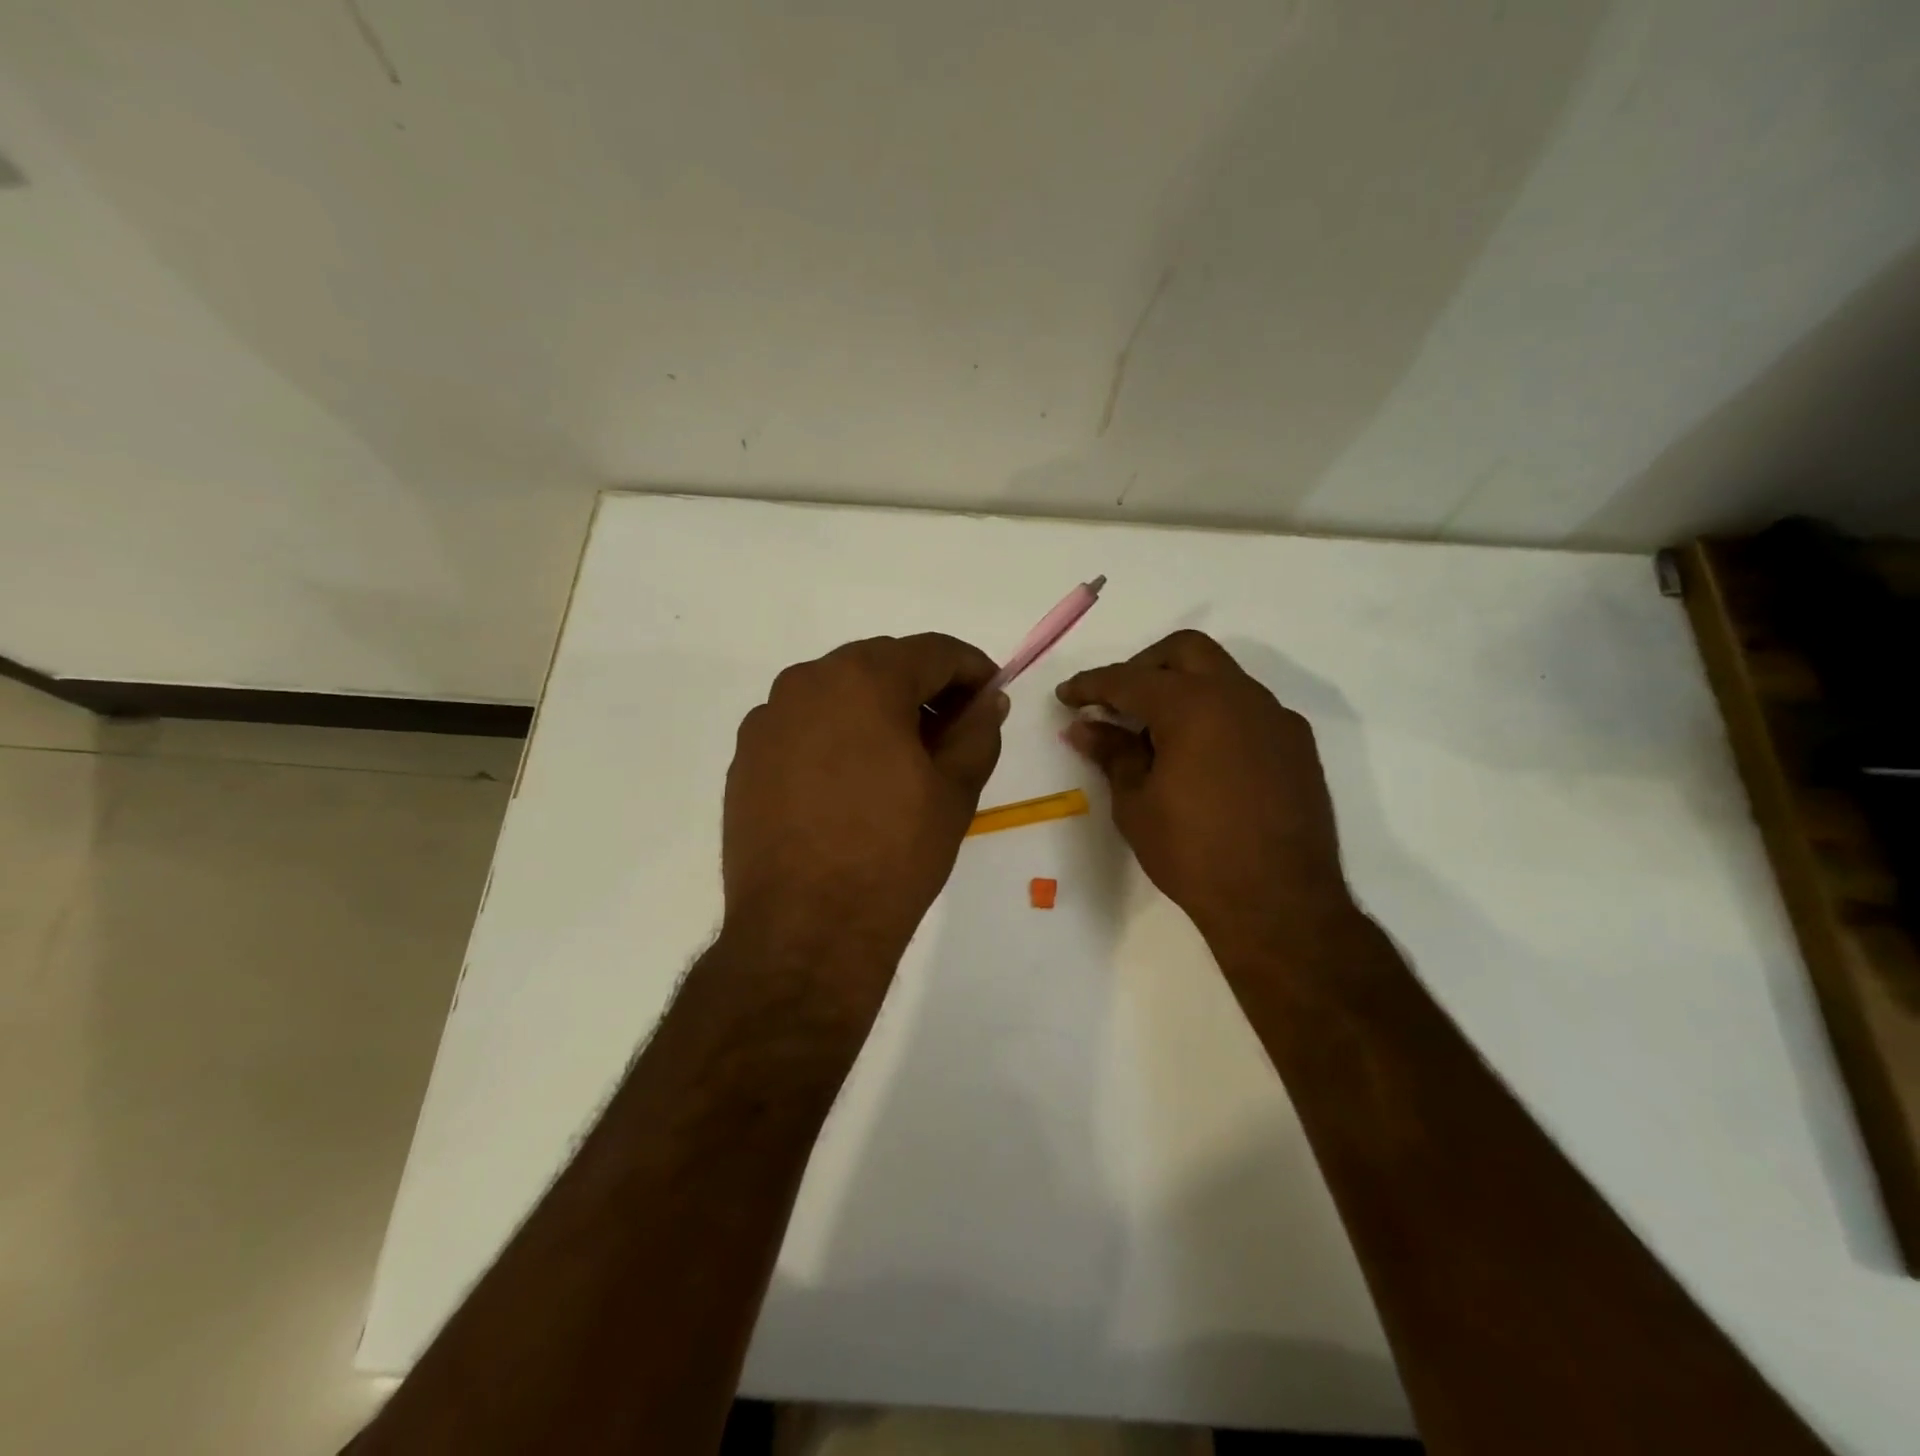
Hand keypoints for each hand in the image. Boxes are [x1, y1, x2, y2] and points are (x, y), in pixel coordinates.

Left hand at [721, 634, 1007, 1002]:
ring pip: (838, 693)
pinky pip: (803, 726)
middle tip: (952, 731)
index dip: (972, 669)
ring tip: (902, 760)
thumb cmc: (893, 854)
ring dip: (877, 710)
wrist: (805, 930)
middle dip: (924, 689)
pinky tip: (851, 782)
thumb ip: (978, 731)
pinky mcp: (745, 757)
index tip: (992, 695)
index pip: (933, 651)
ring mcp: (768, 719)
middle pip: (881, 665)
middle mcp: (807, 681)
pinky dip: (836, 735)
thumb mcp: (955, 790)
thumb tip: (988, 700)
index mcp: (864, 679)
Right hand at [1057, 630, 1353, 958]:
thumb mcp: (1137, 803)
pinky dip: (1216, 713)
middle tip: (1117, 701)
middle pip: (1185, 651)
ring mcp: (1275, 717)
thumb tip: (1084, 726)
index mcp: (1193, 705)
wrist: (1280, 904)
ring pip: (1222, 676)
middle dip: (1144, 666)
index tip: (1066, 696)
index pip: (1129, 679)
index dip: (1091, 685)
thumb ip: (1112, 753)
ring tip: (1157, 732)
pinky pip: (1248, 708)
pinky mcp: (1297, 744)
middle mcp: (1239, 696)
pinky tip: (1202, 754)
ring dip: (1184, 688)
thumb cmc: (1193, 853)